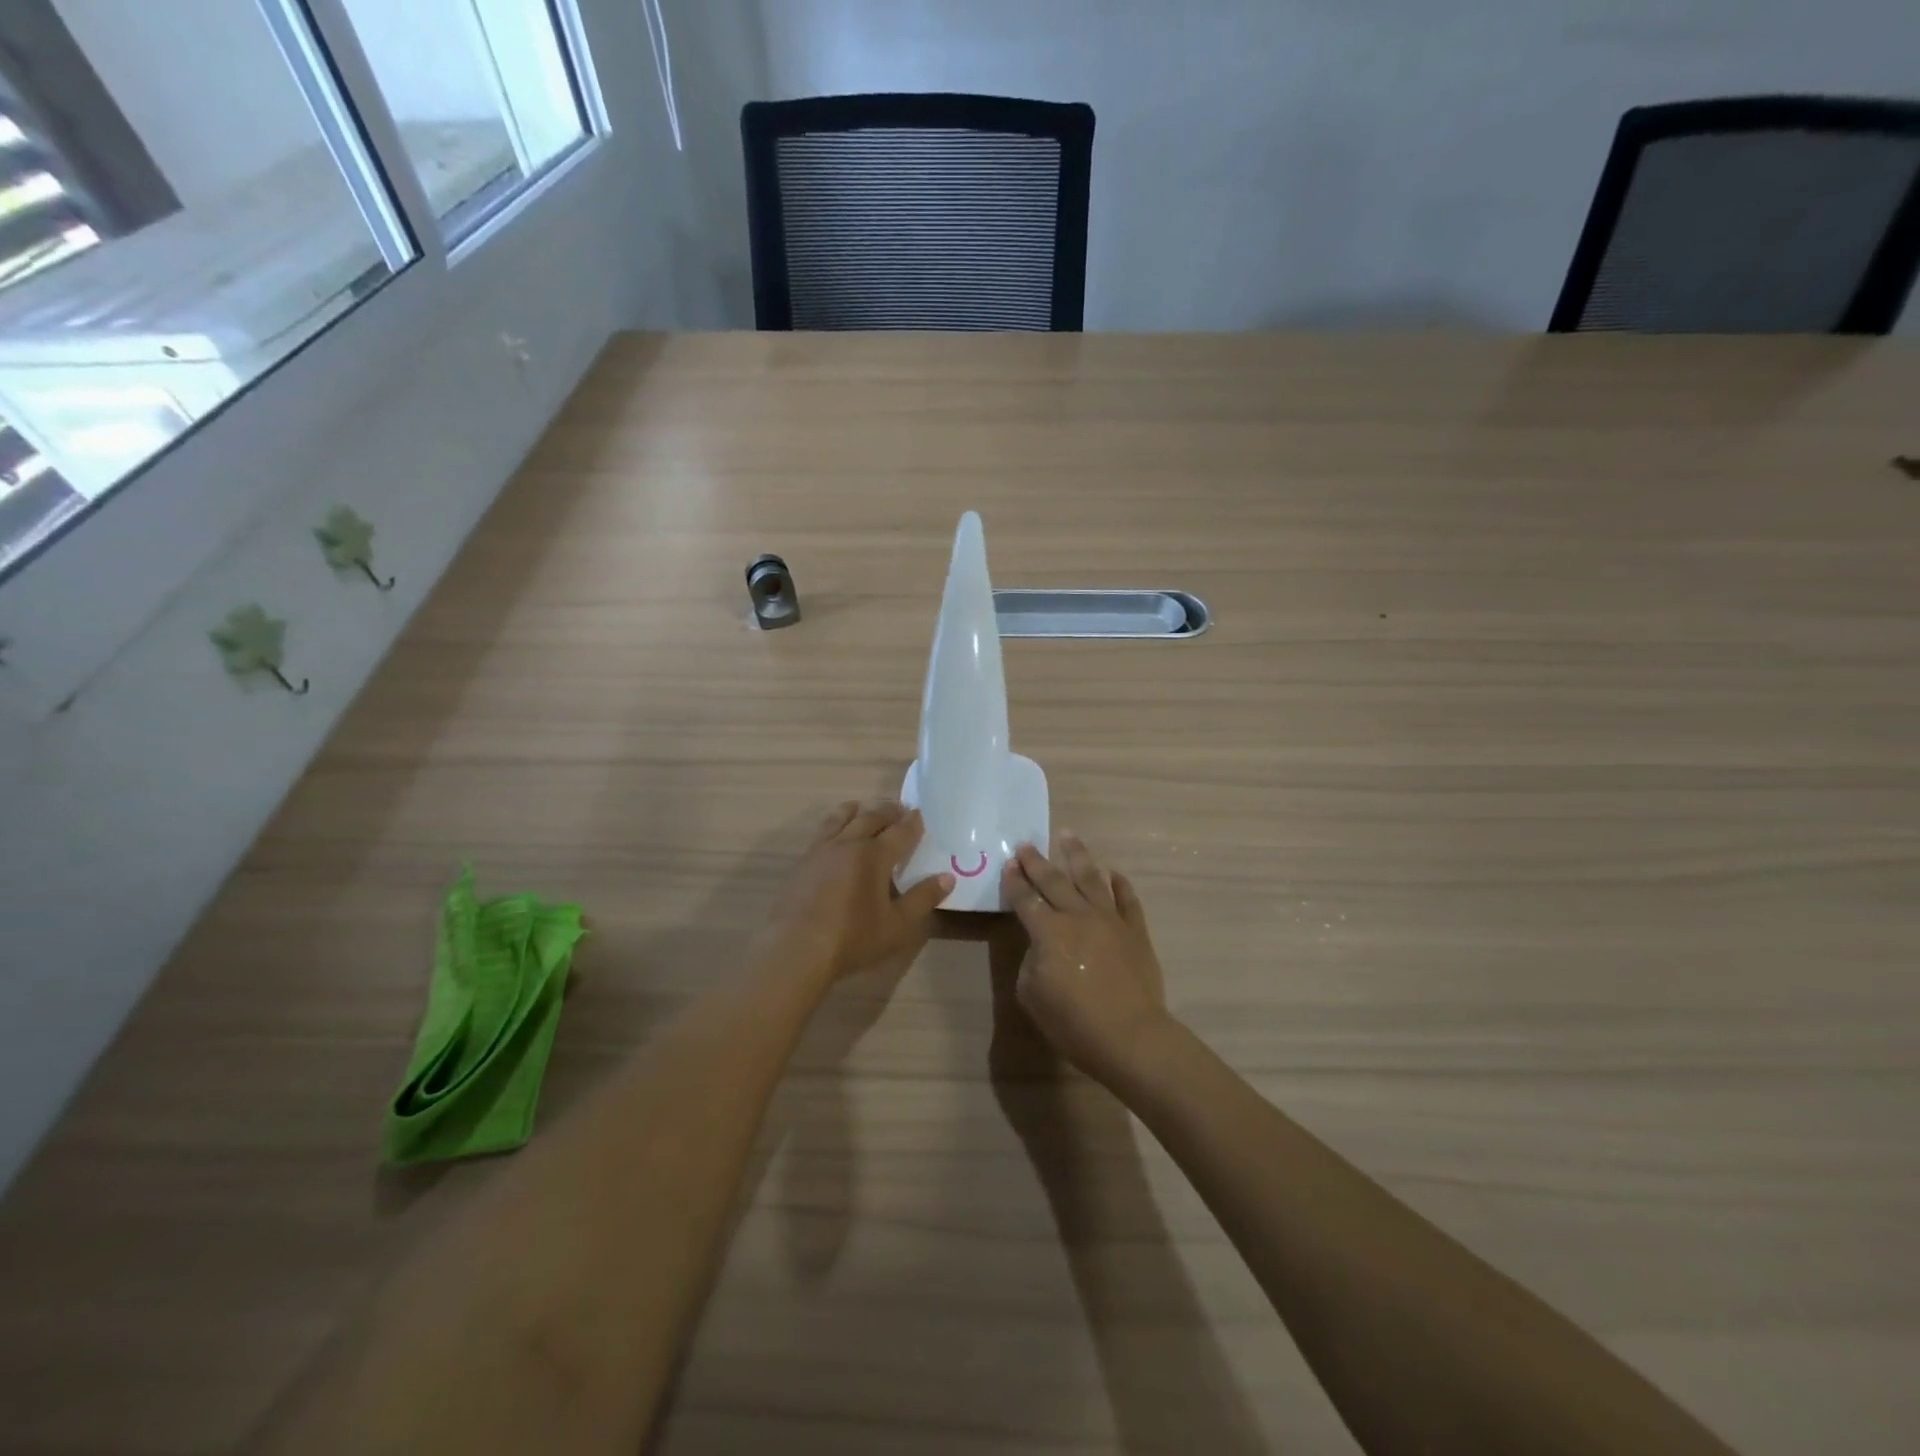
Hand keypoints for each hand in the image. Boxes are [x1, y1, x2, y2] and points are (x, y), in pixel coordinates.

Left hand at [765, 800, 952, 983]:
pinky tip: (834, 837)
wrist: (796, 949)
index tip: (921, 814)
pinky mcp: (802, 863)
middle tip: (899, 809)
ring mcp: (821, 850)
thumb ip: (922, 898)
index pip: (900, 831)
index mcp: (874, 855)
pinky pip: (822, 833)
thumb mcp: (897, 924)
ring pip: (840, 819)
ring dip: (857, 810)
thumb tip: (948, 877)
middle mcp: (848, 843)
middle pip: (871, 818)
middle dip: (888, 811)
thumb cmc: (852, 938)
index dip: (913, 822)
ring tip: (862, 808)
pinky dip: (834, 825)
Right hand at [1002, 835, 1173, 1085]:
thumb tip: (1042, 948)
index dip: (1014, 882)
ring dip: (1077, 856)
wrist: (1131, 1037)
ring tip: (1068, 835)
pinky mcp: (1135, 931)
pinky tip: (1113, 874)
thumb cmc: (1074, 1022)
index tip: (1008, 865)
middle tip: (1026, 844)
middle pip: (1054, 881)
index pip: (1026, 899)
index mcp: (1049, 931)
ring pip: (1092, 878)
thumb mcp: (1032, 995)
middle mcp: (1078, 916)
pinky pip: (1127, 900)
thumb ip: (1031, 963)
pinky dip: (1120, 885)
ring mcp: (1110, 920)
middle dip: (1037, 862)